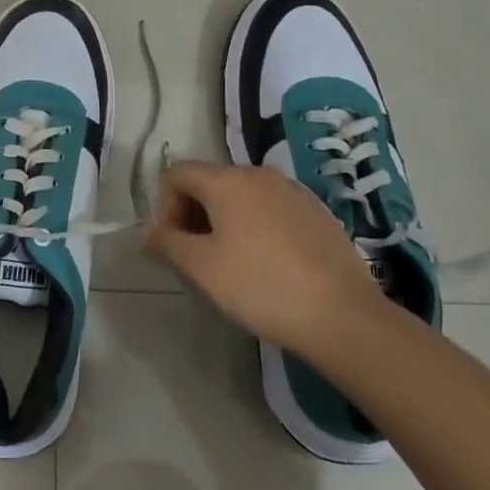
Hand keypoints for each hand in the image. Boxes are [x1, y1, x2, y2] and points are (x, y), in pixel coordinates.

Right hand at [143, 162, 384, 356]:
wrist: (342, 315)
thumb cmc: (259, 286)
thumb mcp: (201, 268)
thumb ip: (166, 243)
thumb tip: (146, 233)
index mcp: (227, 180)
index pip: (176, 174)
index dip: (163, 206)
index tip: (172, 246)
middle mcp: (259, 174)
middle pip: (210, 182)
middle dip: (193, 214)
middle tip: (196, 258)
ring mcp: (293, 191)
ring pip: (242, 196)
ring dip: (224, 222)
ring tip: (231, 264)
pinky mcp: (318, 213)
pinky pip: (272, 209)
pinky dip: (256, 227)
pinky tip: (267, 265)